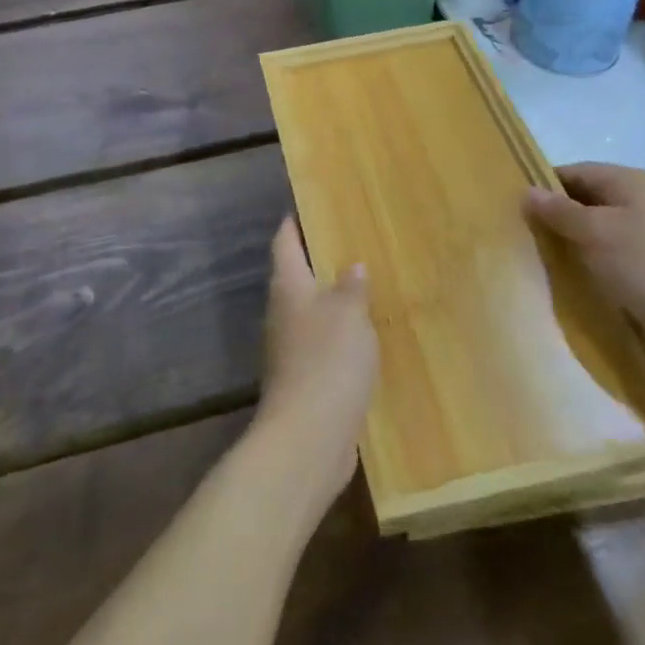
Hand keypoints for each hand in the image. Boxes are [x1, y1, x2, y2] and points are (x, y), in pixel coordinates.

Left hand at [255, 218, 377, 513]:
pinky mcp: (303, 380)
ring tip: (362, 287)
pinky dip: (338, 336)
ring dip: (330, 301)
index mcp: (288, 287)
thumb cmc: (327, 360)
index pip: (285, 243)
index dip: (293, 223)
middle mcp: (282, 313)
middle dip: (317, 261)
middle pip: (295, 277)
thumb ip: (352, 287)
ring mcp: (289, 349)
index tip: (307, 206)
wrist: (309, 438)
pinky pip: (321, 345)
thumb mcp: (349, 314)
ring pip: (309, 313)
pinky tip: (362, 337)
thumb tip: (352, 266)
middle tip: (348, 243)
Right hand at [524, 162, 644, 382]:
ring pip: (594, 229)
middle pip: (585, 198)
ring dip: (568, 240)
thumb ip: (559, 211)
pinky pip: (606, 254)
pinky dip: (585, 260)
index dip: (545, 184)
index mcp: (631, 182)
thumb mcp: (595, 232)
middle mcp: (640, 202)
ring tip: (534, 252)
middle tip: (518, 230)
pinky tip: (564, 274)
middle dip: (554, 213)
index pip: (576, 171)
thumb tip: (527, 191)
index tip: (513, 204)